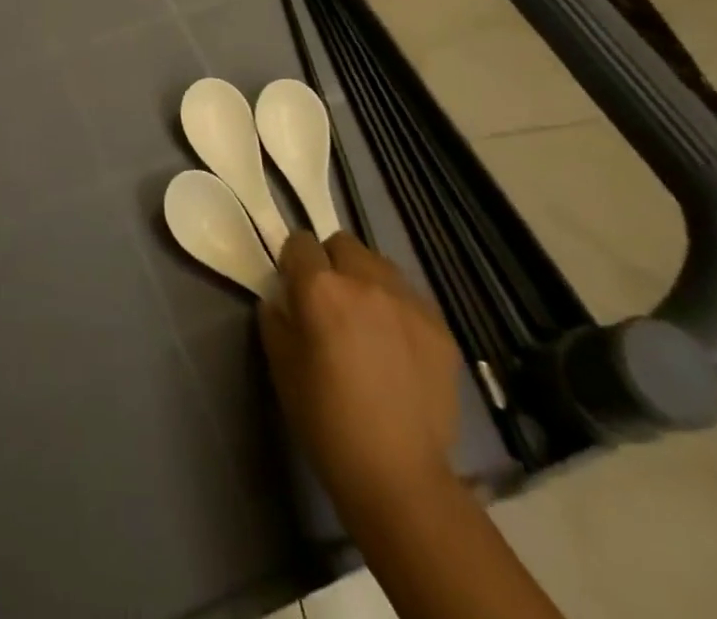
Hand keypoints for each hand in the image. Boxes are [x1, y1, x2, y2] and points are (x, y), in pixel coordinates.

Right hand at [259, 231, 460, 514]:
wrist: (399, 476)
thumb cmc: (326, 420)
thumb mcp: (280, 365)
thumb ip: (276, 317)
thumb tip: (283, 299)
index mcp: (320, 287)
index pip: (299, 242)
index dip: (293, 263)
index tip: (294, 290)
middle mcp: (364, 280)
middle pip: (342, 242)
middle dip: (331, 263)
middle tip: (330, 303)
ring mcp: (408, 302)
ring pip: (379, 264)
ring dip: (366, 280)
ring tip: (367, 321)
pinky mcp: (440, 327)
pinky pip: (410, 297)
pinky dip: (397, 309)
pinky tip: (396, 347)